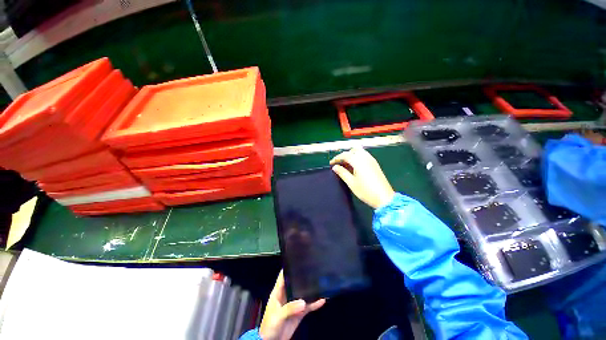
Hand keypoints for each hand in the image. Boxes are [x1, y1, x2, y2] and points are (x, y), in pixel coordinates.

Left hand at [259, 270, 324, 339]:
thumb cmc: (270, 326)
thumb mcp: (278, 316)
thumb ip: (289, 308)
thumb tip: (303, 302)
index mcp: (278, 292)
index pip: (283, 276)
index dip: (289, 268)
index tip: (297, 260)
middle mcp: (287, 295)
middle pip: (295, 283)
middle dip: (302, 276)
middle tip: (312, 269)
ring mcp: (294, 304)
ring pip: (303, 293)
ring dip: (310, 289)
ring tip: (319, 281)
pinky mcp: (299, 313)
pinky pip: (308, 306)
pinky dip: (315, 303)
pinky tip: (322, 299)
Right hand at [330, 147, 394, 208]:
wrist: (384, 198)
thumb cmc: (366, 191)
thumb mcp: (351, 183)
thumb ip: (342, 173)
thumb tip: (335, 167)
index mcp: (358, 161)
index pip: (345, 155)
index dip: (337, 158)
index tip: (331, 163)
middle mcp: (365, 157)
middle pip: (353, 150)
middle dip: (345, 155)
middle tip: (340, 163)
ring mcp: (372, 160)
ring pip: (360, 151)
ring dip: (352, 155)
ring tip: (347, 165)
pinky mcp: (375, 164)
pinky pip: (365, 156)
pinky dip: (358, 157)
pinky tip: (355, 167)